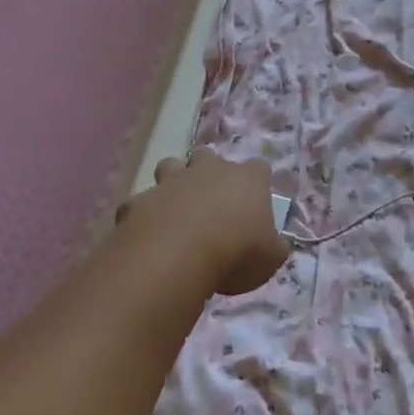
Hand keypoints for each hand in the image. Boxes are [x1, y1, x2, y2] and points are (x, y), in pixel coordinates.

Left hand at [119, 150, 289, 296]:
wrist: (179, 255)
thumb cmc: (237, 252)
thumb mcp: (270, 258)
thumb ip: (273, 247)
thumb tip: (273, 245)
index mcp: (247, 180)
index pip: (259, 168)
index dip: (257, 181)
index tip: (255, 200)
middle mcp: (209, 171)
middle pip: (209, 156)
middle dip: (208, 171)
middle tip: (211, 200)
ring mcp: (172, 182)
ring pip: (170, 166)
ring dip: (172, 182)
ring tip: (175, 209)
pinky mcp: (140, 201)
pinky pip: (139, 203)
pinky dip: (143, 214)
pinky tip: (145, 235)